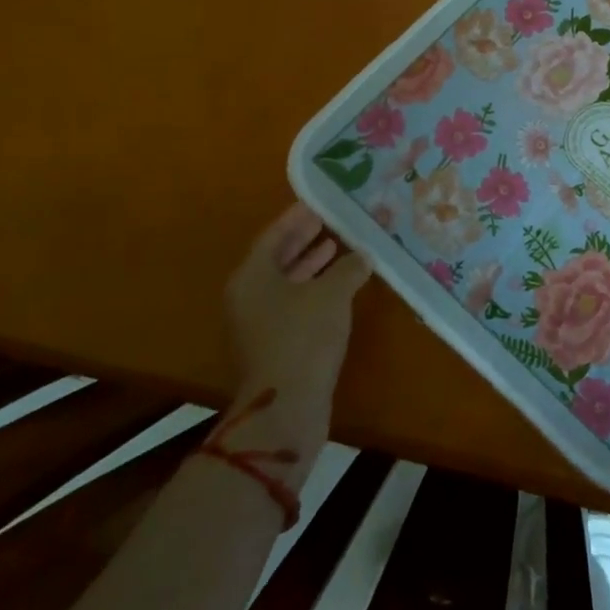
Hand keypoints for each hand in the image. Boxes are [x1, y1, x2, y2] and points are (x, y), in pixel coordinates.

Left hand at [224, 202, 369, 426]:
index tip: (319, 202)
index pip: (273, 235)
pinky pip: (292, 305)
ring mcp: (257, 324)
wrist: (286, 407)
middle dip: (303, 239)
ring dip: (311, 265)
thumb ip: (348, 267)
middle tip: (330, 221)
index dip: (297, 217)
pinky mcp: (273, 346)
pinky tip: (340, 287)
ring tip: (339, 248)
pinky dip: (313, 290)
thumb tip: (362, 255)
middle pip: (276, 259)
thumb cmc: (304, 337)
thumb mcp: (333, 293)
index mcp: (251, 276)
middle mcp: (248, 297)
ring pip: (285, 283)